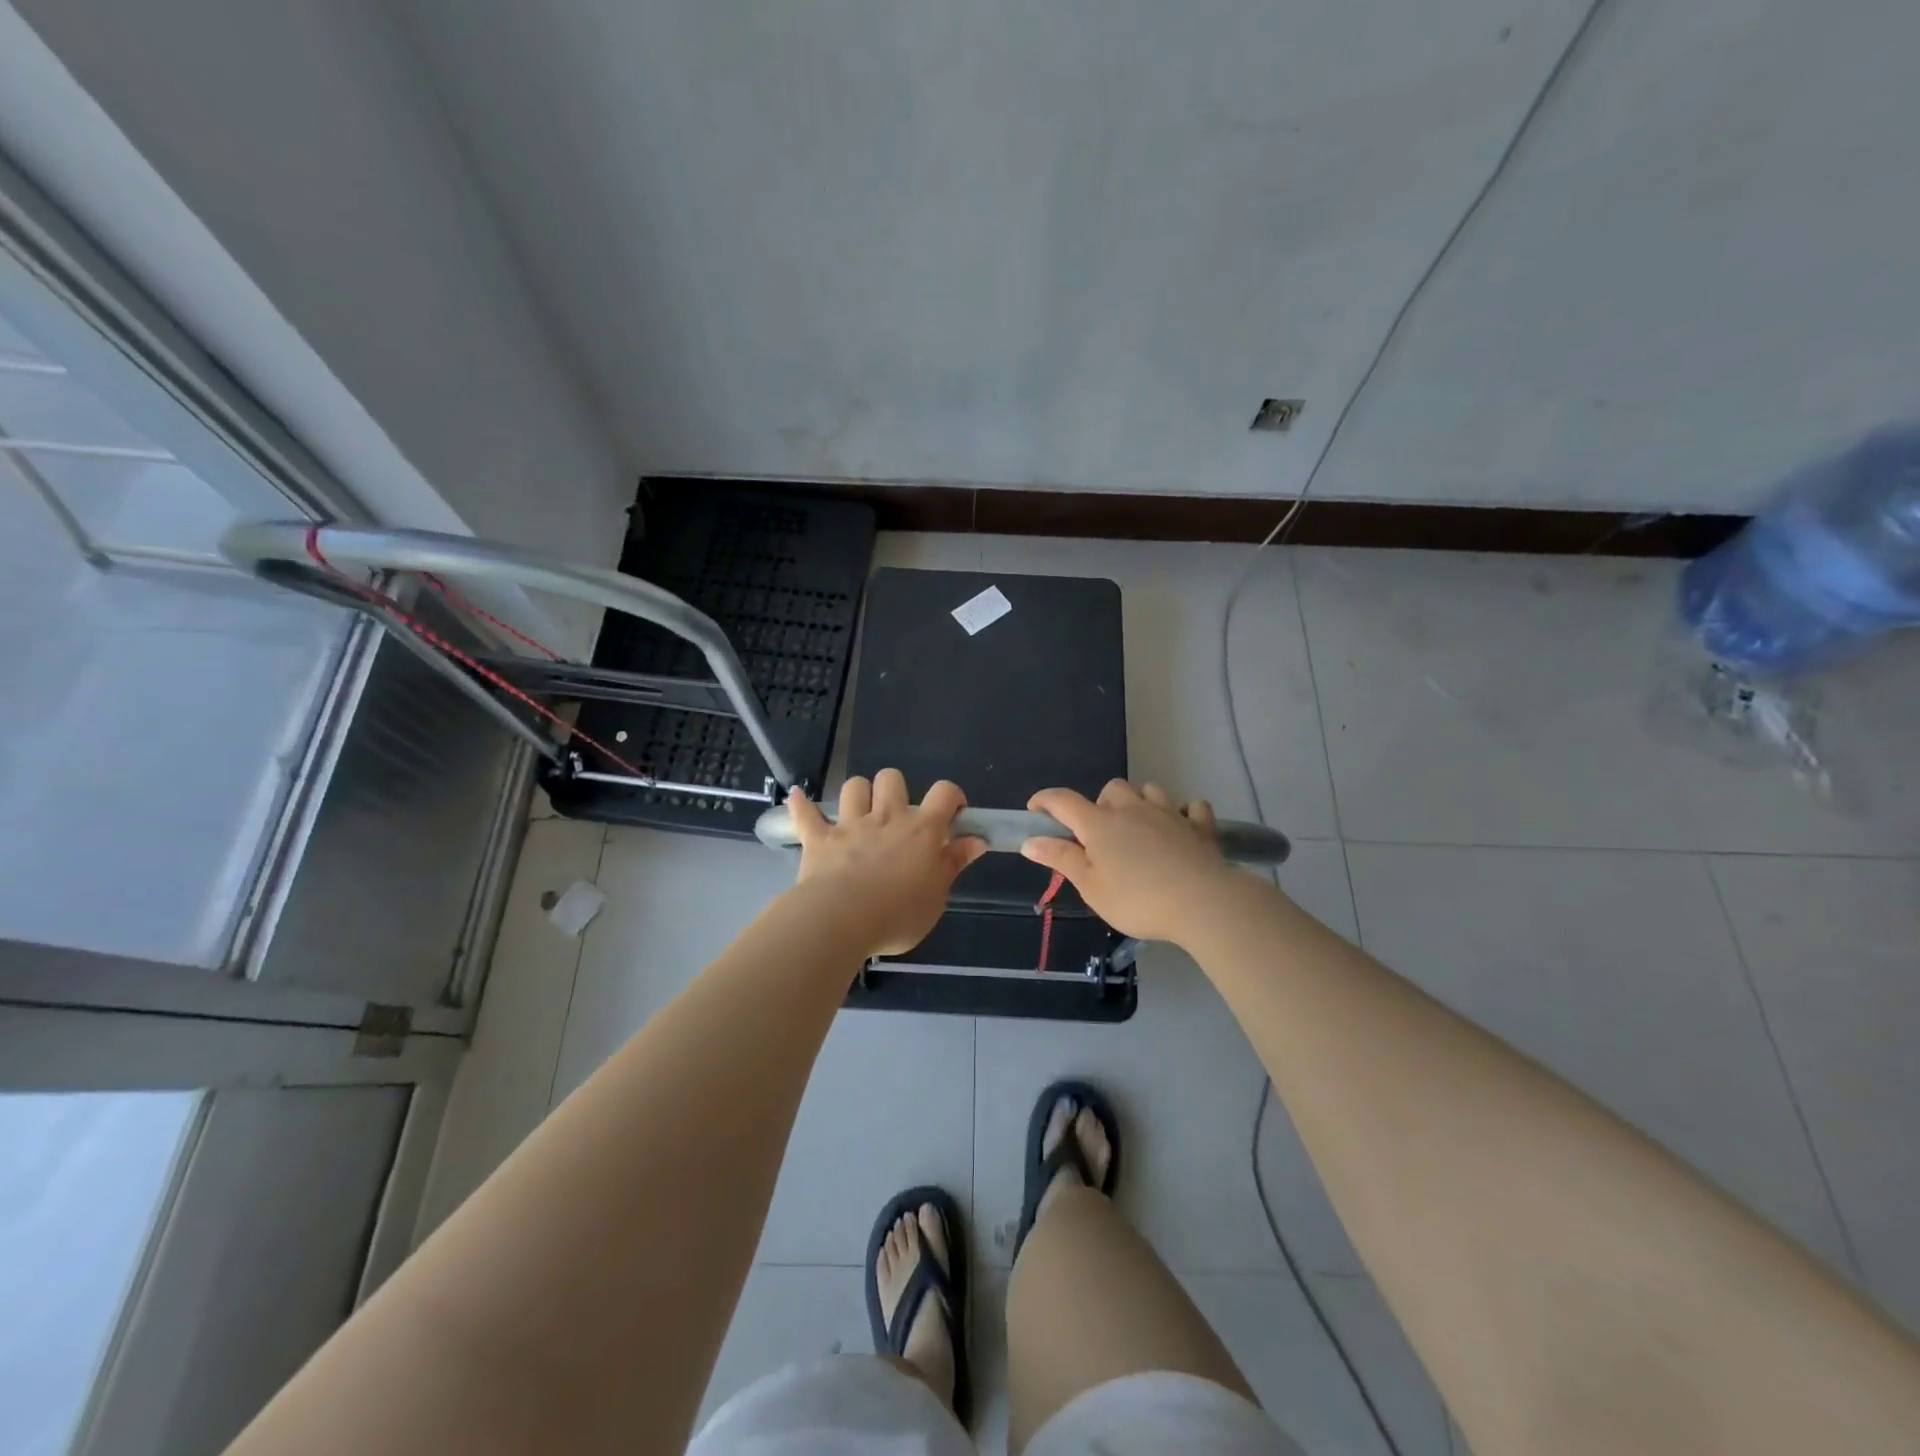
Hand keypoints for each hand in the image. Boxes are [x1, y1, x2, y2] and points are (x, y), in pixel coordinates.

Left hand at [787, 770, 985, 956]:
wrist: (842, 920)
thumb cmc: (898, 914)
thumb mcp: (938, 896)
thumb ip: (954, 863)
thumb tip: (976, 839)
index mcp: (921, 831)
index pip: (943, 793)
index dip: (951, 795)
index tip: (953, 811)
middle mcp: (886, 818)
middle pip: (892, 779)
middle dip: (896, 790)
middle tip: (898, 817)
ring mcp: (850, 825)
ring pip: (854, 787)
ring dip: (858, 795)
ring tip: (860, 813)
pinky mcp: (819, 839)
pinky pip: (806, 814)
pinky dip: (802, 805)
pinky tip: (798, 797)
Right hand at [1021, 780, 1230, 944]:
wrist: (1202, 903)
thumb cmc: (1138, 900)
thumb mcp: (1091, 887)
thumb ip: (1061, 859)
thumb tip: (1031, 840)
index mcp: (1100, 824)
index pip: (1064, 801)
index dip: (1045, 801)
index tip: (1035, 810)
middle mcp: (1132, 809)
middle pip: (1111, 789)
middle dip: (1101, 804)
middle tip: (1101, 835)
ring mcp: (1168, 813)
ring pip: (1149, 790)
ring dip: (1140, 802)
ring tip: (1139, 828)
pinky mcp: (1199, 826)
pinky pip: (1192, 807)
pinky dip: (1184, 813)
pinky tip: (1181, 827)